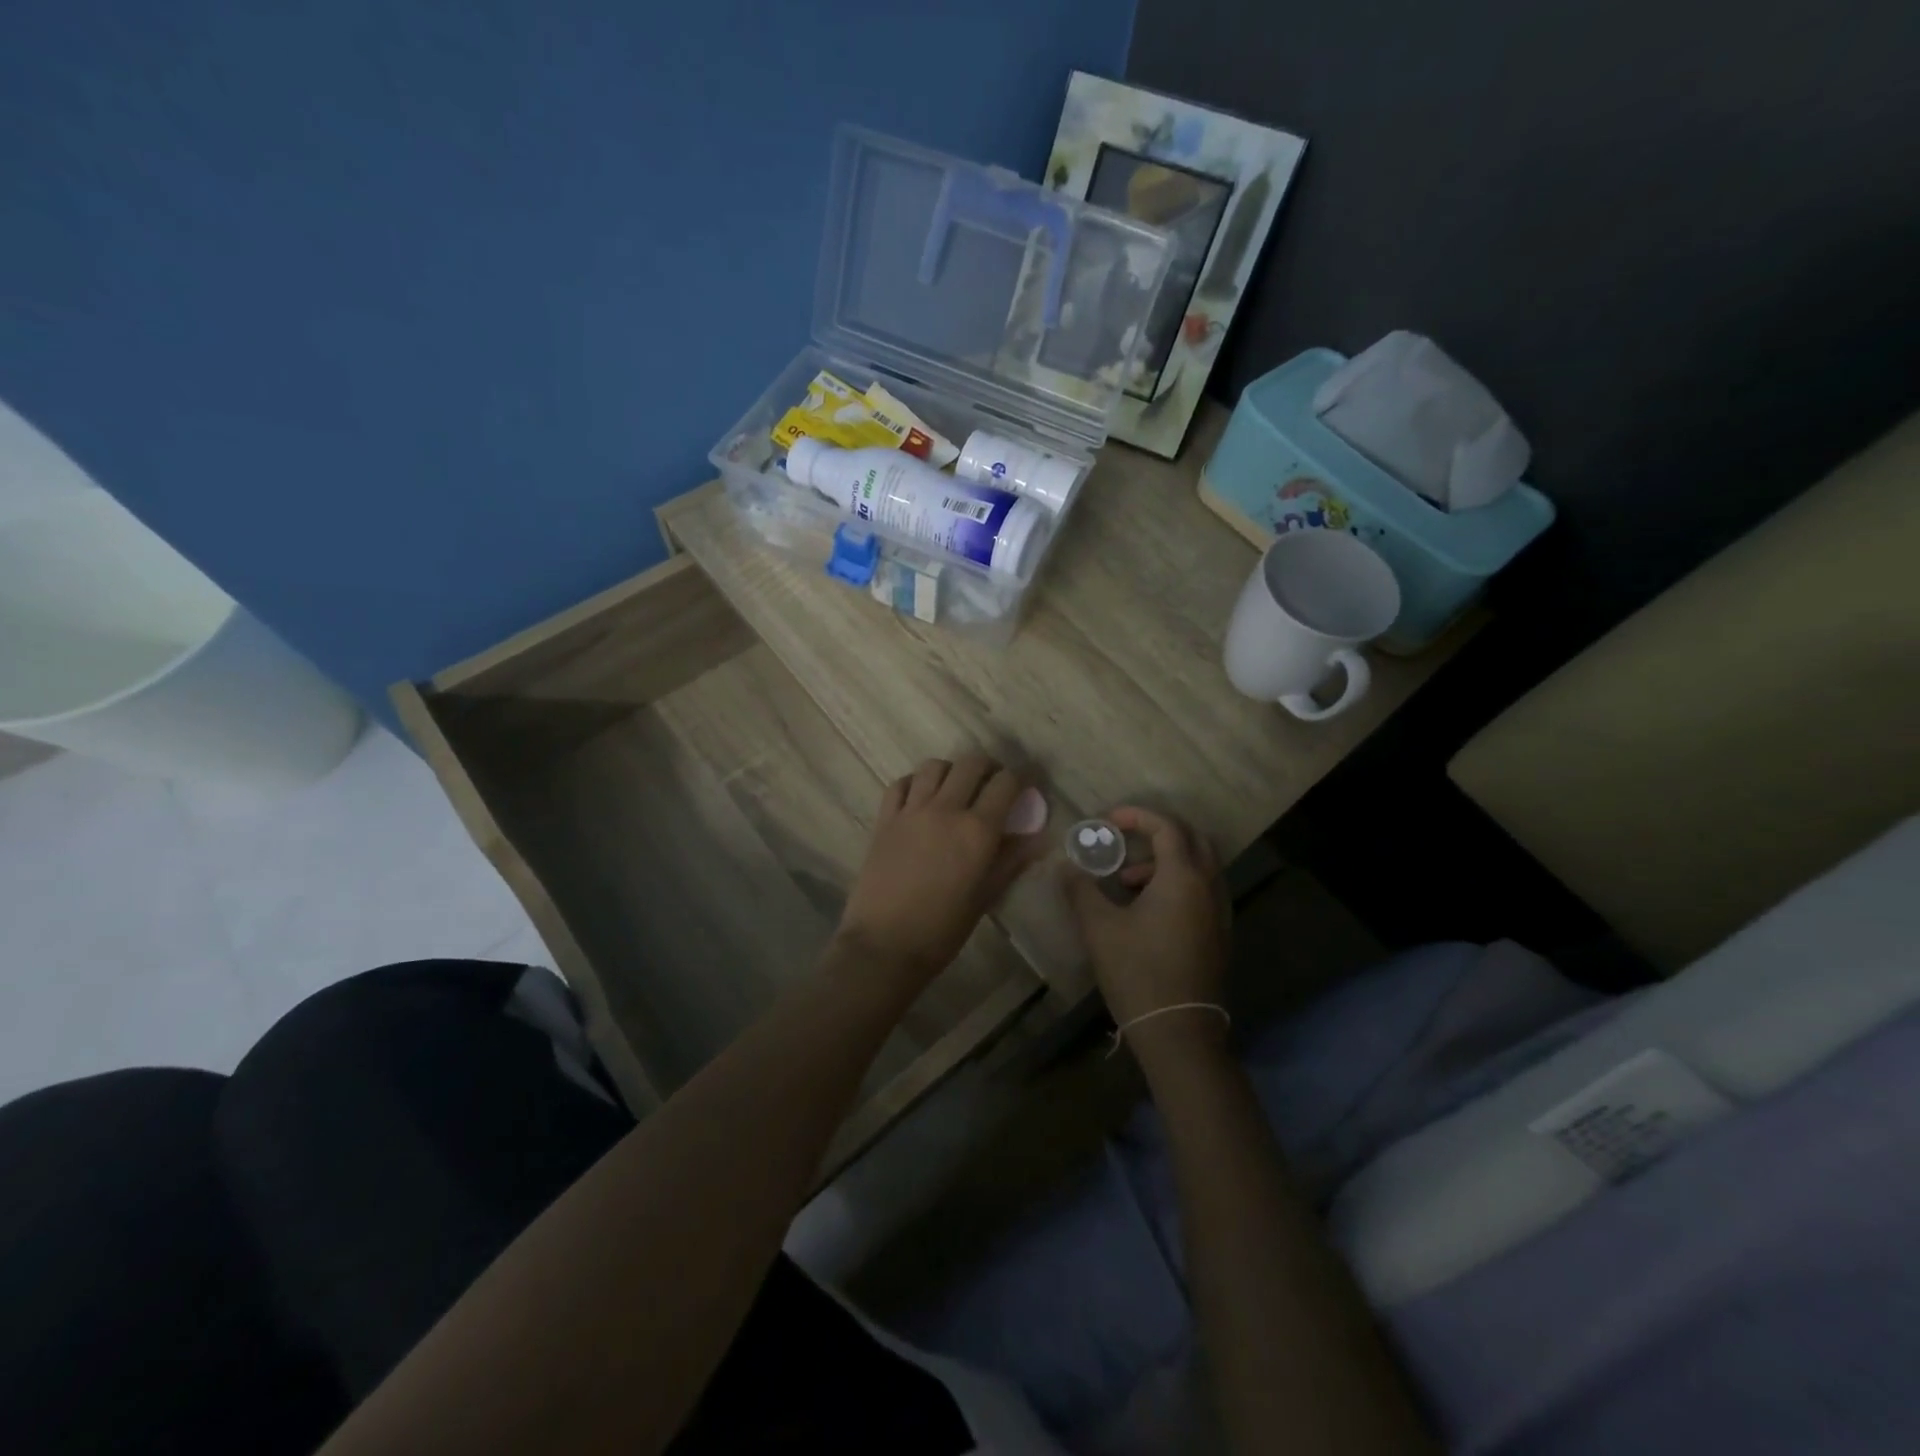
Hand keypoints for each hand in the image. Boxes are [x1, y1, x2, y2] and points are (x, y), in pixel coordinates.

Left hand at [836, 754, 1044, 980]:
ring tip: (956, 789)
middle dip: (989, 768)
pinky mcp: (884, 819)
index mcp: (977, 830)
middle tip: (993, 785)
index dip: (1021, 779)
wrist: (884, 945)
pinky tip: (921, 798)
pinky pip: (901, 783)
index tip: (1026, 785)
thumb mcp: (985, 897)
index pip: (1006, 783)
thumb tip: (1039, 838)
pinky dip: (915, 782)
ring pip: (934, 766)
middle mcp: (946, 809)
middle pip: (971, 764)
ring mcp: (911, 810)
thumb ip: (1012, 861)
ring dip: (951, 771)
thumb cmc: (942, 930)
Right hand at [1064, 806, 1229, 1059]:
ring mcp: (1219, 912)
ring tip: (1126, 883)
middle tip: (1127, 839)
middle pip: (1192, 839)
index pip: (1166, 827)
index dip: (1137, 816)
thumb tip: (1066, 866)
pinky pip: (1202, 890)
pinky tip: (1147, 909)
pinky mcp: (1219, 934)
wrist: (1177, 1030)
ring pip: (1199, 866)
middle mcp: (1208, 887)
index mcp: (1182, 877)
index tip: (1108, 820)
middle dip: (1158, 833)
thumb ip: (1081, 889)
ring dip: (1165, 861)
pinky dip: (1177, 883)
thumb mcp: (1099, 927)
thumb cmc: (1137, 971)